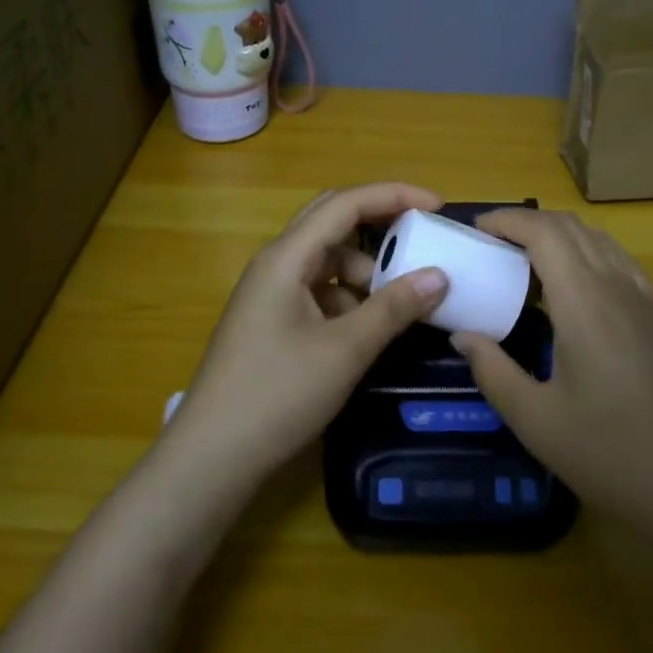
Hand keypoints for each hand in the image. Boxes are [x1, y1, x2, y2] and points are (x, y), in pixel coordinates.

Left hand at [173, 182, 449, 474]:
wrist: (212, 456)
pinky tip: (369, 328)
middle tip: (423, 236)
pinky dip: (350, 298)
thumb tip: (439, 275)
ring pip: (327, 260)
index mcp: (287, 257)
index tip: (438, 206)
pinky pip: (319, 291)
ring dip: (366, 269)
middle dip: (381, 224)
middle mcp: (276, 264)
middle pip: (333, 222)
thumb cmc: (278, 394)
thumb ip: (394, 308)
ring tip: (402, 298)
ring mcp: (271, 293)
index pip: (345, 203)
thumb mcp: (345, 350)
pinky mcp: (272, 321)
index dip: (394, 196)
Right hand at [451, 209, 652, 552]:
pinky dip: (586, 253)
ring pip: (598, 240)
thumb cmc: (611, 454)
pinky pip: (617, 261)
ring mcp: (645, 300)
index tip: (475, 228)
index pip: (544, 232)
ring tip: (523, 260)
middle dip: (528, 222)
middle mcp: (617, 286)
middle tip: (490, 243)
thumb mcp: (536, 420)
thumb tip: (462, 335)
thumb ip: (492, 370)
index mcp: (585, 301)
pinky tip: (571, 287)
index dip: (508, 220)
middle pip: (571, 227)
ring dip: (558, 235)